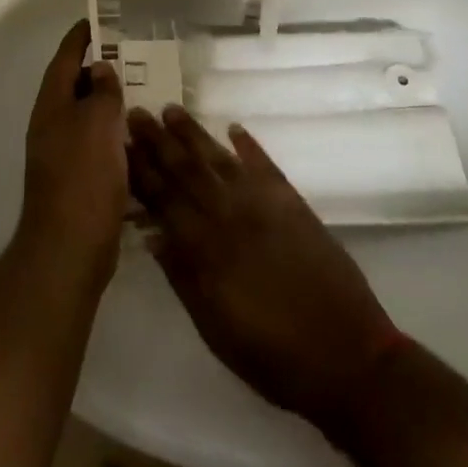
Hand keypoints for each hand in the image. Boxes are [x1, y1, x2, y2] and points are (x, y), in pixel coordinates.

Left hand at [16, 20, 127, 287]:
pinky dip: (114, 136)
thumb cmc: (83, 178)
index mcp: (51, 107)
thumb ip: (100, 91)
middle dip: (97, 70)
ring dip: (108, 104)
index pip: (63, 61)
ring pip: (87, 118)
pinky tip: (138, 138)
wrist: (70, 248)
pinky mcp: (77, 181)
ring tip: (140, 92)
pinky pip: (96, 146)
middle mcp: (51, 127)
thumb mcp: (96, 124)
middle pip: (73, 88)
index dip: (78, 39)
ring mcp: (62, 156)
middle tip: (129, 57)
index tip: (95, 21)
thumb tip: (99, 68)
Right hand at [128, 106, 396, 427]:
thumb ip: (182, 277)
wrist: (346, 357)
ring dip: (194, 134)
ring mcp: (265, 206)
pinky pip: (266, 166)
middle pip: (187, 170)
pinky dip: (249, 146)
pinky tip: (234, 128)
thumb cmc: (271, 355)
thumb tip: (152, 235)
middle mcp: (230, 216)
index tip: (121, 143)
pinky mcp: (295, 205)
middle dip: (159, 141)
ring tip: (172, 109)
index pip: (163, 198)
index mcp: (206, 248)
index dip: (140, 170)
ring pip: (220, 160)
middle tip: (137, 112)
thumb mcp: (213, 327)